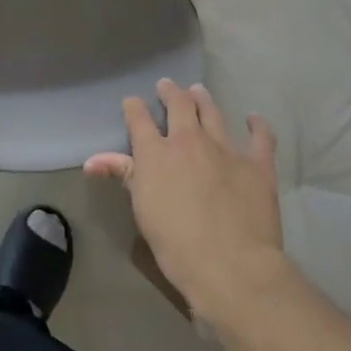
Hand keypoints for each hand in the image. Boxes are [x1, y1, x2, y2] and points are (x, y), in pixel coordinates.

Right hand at [85, 79, 287, 324]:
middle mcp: (189, 141)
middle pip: (179, 105)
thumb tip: (91, 161)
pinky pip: (260, 136)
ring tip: (199, 90)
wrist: (231, 264)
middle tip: (167, 85)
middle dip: (170, 92)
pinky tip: (253, 118)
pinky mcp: (258, 164)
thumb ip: (122, 176)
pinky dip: (256, 125)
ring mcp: (226, 148)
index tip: (132, 103)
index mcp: (156, 153)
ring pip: (213, 113)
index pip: (139, 119)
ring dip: (203, 99)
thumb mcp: (141, 209)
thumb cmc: (175, 243)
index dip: (134, 108)